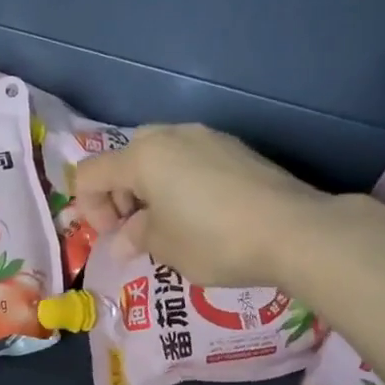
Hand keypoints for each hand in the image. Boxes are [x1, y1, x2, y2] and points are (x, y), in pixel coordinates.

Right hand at [73, 124, 323, 286]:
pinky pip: (189, 159)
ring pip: (158, 155)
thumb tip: (124, 239)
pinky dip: (179, 182)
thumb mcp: (164, 247)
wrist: (295, 231)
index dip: (90, 209)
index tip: (114, 237)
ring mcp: (206, 137)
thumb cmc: (214, 240)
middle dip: (119, 193)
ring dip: (149, 187)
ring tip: (168, 222)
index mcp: (141, 158)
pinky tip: (200, 213)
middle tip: (136, 227)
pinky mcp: (235, 148)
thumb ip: (135, 237)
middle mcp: (170, 136)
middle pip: (123, 158)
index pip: (89, 175)